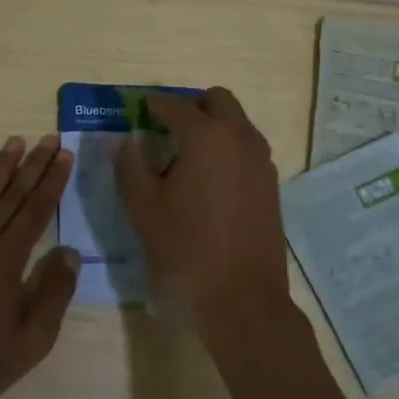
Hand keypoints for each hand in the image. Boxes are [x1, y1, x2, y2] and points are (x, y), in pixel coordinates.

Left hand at [0, 135, 79, 398]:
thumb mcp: (33, 339)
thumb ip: (54, 293)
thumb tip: (70, 252)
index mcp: (8, 261)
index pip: (36, 211)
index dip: (52, 182)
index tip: (64, 155)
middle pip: (12, 197)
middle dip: (33, 166)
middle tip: (48, 139)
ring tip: (14, 142)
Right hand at [114, 89, 298, 353]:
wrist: (242, 298)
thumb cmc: (185, 249)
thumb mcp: (143, 207)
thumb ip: (130, 164)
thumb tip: (127, 139)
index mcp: (206, 136)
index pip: (174, 105)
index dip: (153, 104)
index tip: (137, 108)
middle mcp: (240, 138)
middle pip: (217, 100)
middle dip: (191, 106)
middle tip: (165, 128)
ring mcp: (261, 160)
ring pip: (236, 123)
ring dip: (212, 126)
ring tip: (185, 156)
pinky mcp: (271, 184)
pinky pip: (247, 148)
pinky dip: (227, 148)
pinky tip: (208, 180)